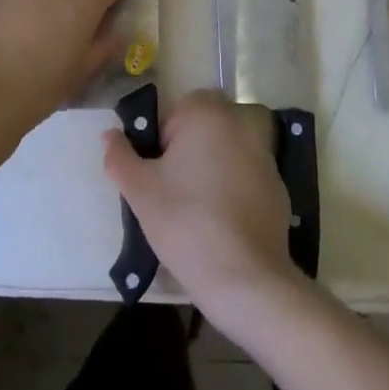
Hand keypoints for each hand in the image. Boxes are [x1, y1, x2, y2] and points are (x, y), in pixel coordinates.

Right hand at [102, 90, 304, 324]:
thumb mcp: (140, 191)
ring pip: (224, 153)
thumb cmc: (186, 223)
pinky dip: (231, 192)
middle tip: (170, 193)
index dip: (160, 140)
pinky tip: (222, 226)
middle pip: (202, 129)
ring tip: (194, 213)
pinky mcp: (278, 186)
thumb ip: (119, 156)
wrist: (245, 279)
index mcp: (207, 114)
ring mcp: (264, 156)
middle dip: (184, 153)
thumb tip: (110, 135)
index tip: (156, 174)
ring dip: (209, 171)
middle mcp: (240, 125)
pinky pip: (244, 178)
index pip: (175, 110)